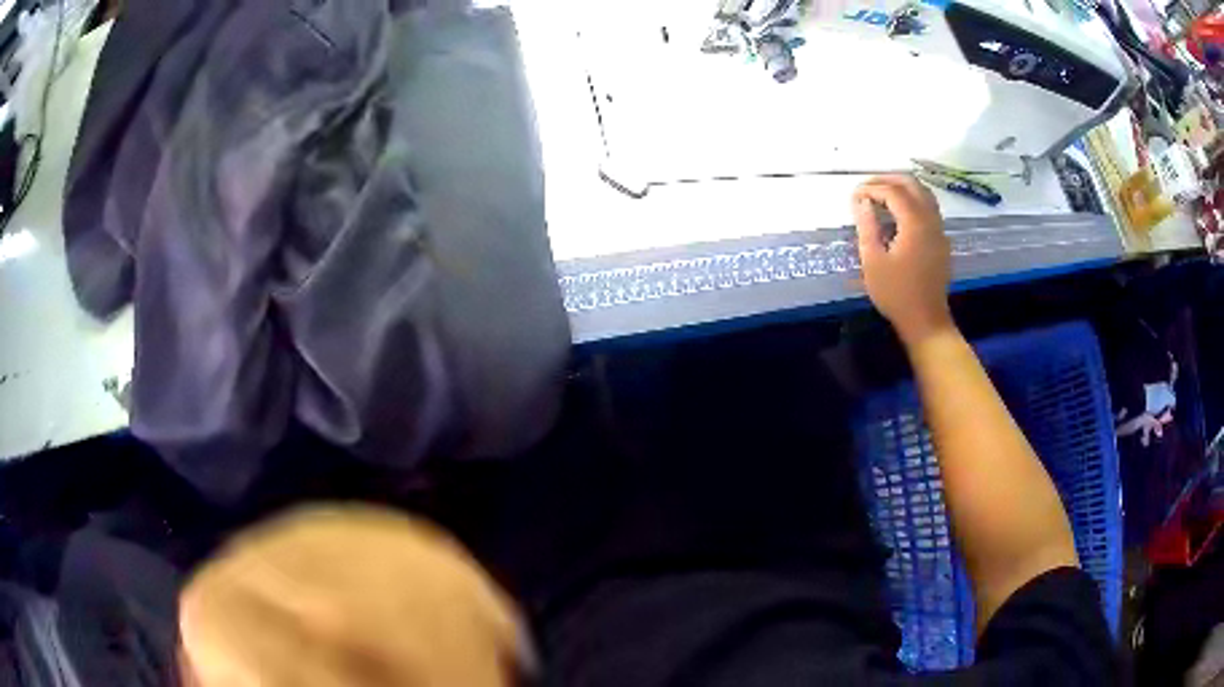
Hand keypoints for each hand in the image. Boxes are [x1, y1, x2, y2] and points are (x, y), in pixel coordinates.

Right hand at [853, 175, 953, 345]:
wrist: (926, 321)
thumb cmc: (896, 294)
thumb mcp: (873, 261)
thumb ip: (867, 226)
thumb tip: (861, 201)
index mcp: (914, 223)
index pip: (892, 192)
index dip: (872, 188)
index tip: (854, 195)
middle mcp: (930, 219)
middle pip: (912, 184)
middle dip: (888, 180)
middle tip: (867, 188)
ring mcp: (939, 229)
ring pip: (924, 193)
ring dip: (902, 188)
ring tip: (881, 195)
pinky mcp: (941, 240)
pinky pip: (929, 207)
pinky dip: (913, 200)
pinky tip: (899, 212)